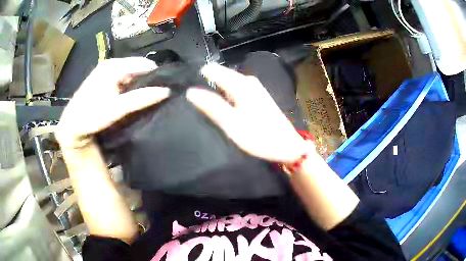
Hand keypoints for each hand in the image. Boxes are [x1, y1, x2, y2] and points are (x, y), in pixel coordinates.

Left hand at [56, 57, 169, 148]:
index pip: (145, 64)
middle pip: (138, 68)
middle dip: (149, 81)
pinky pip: (125, 80)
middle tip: (159, 97)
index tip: (167, 90)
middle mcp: (112, 64)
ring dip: (141, 86)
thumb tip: (166, 91)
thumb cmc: (91, 116)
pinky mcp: (106, 80)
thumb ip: (140, 98)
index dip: (157, 76)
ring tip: (149, 99)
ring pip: (132, 75)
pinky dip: (132, 88)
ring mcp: (108, 71)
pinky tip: (134, 99)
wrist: (72, 124)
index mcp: (114, 66)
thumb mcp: (117, 108)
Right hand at [187, 63, 311, 162]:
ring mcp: (255, 88)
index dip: (199, 76)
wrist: (287, 146)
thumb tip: (190, 91)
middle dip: (207, 81)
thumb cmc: (259, 136)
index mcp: (241, 84)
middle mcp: (248, 81)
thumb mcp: (232, 123)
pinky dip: (226, 93)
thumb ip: (211, 106)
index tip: (186, 84)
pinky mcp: (258, 96)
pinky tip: (221, 102)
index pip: (213, 71)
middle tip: (193, 93)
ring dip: (216, 88)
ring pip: (229, 82)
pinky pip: (236, 88)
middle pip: (222, 75)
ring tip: (203, 97)